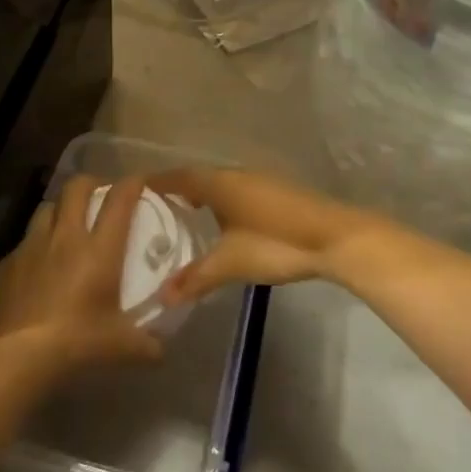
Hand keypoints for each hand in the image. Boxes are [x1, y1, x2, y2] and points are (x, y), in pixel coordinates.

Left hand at [0, 174, 163, 373]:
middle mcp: (66, 237)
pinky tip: (39, 264)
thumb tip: (161, 350)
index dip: (132, 184)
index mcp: (99, 249)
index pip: (119, 200)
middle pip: (77, 188)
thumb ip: (146, 344)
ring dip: (61, 209)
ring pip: (47, 208)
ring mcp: (32, 246)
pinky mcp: (8, 263)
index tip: (140, 182)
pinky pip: (25, 241)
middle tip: (100, 195)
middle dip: (92, 183)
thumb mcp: (120, 347)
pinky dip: (36, 244)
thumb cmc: (76, 344)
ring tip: (67, 223)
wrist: (15, 358)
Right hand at [151, 167, 389, 304]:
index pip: (179, 177)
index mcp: (219, 183)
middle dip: (177, 191)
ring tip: (183, 219)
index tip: (134, 193)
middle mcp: (237, 174)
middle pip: (199, 177)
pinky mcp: (277, 193)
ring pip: (220, 184)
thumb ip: (196, 278)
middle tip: (154, 211)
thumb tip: (162, 296)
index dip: (157, 184)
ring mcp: (260, 181)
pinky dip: (221, 202)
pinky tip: (222, 225)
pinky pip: (237, 191)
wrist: (335, 238)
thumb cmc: (276, 243)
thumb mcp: (231, 263)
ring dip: (201, 196)